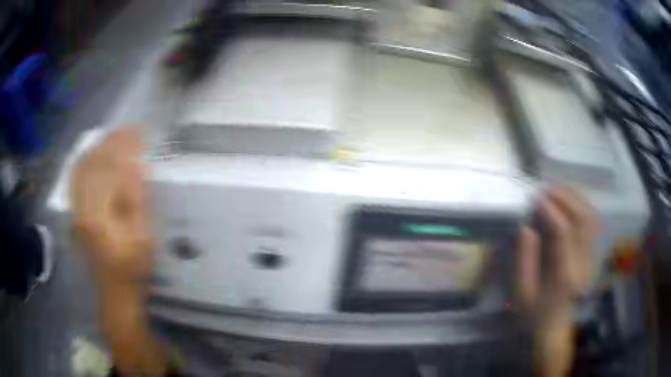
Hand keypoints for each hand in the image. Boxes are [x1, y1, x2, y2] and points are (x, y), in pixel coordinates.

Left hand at [71, 127, 153, 284]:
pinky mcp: (76, 213)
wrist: (114, 289)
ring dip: (96, 149)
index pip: (107, 169)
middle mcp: (82, 207)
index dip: (122, 147)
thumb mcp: (142, 237)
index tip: (138, 132)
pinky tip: (93, 154)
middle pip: (91, 164)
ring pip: (81, 169)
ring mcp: (76, 210)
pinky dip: (84, 162)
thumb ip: (137, 200)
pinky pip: (76, 180)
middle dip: (109, 142)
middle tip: (127, 130)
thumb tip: (136, 165)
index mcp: (98, 215)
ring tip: (112, 136)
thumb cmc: (133, 267)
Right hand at [517, 187, 598, 375]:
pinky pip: (593, 224)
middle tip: (547, 189)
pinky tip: (571, 201)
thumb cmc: (535, 314)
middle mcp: (583, 264)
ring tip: (558, 190)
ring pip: (591, 218)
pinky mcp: (593, 256)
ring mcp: (591, 259)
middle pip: (583, 219)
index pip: (565, 233)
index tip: (536, 198)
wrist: (556, 328)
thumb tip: (527, 227)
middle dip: (565, 198)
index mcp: (565, 276)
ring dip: (576, 199)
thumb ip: (525, 260)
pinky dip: (583, 207)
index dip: (552, 210)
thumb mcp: (522, 294)